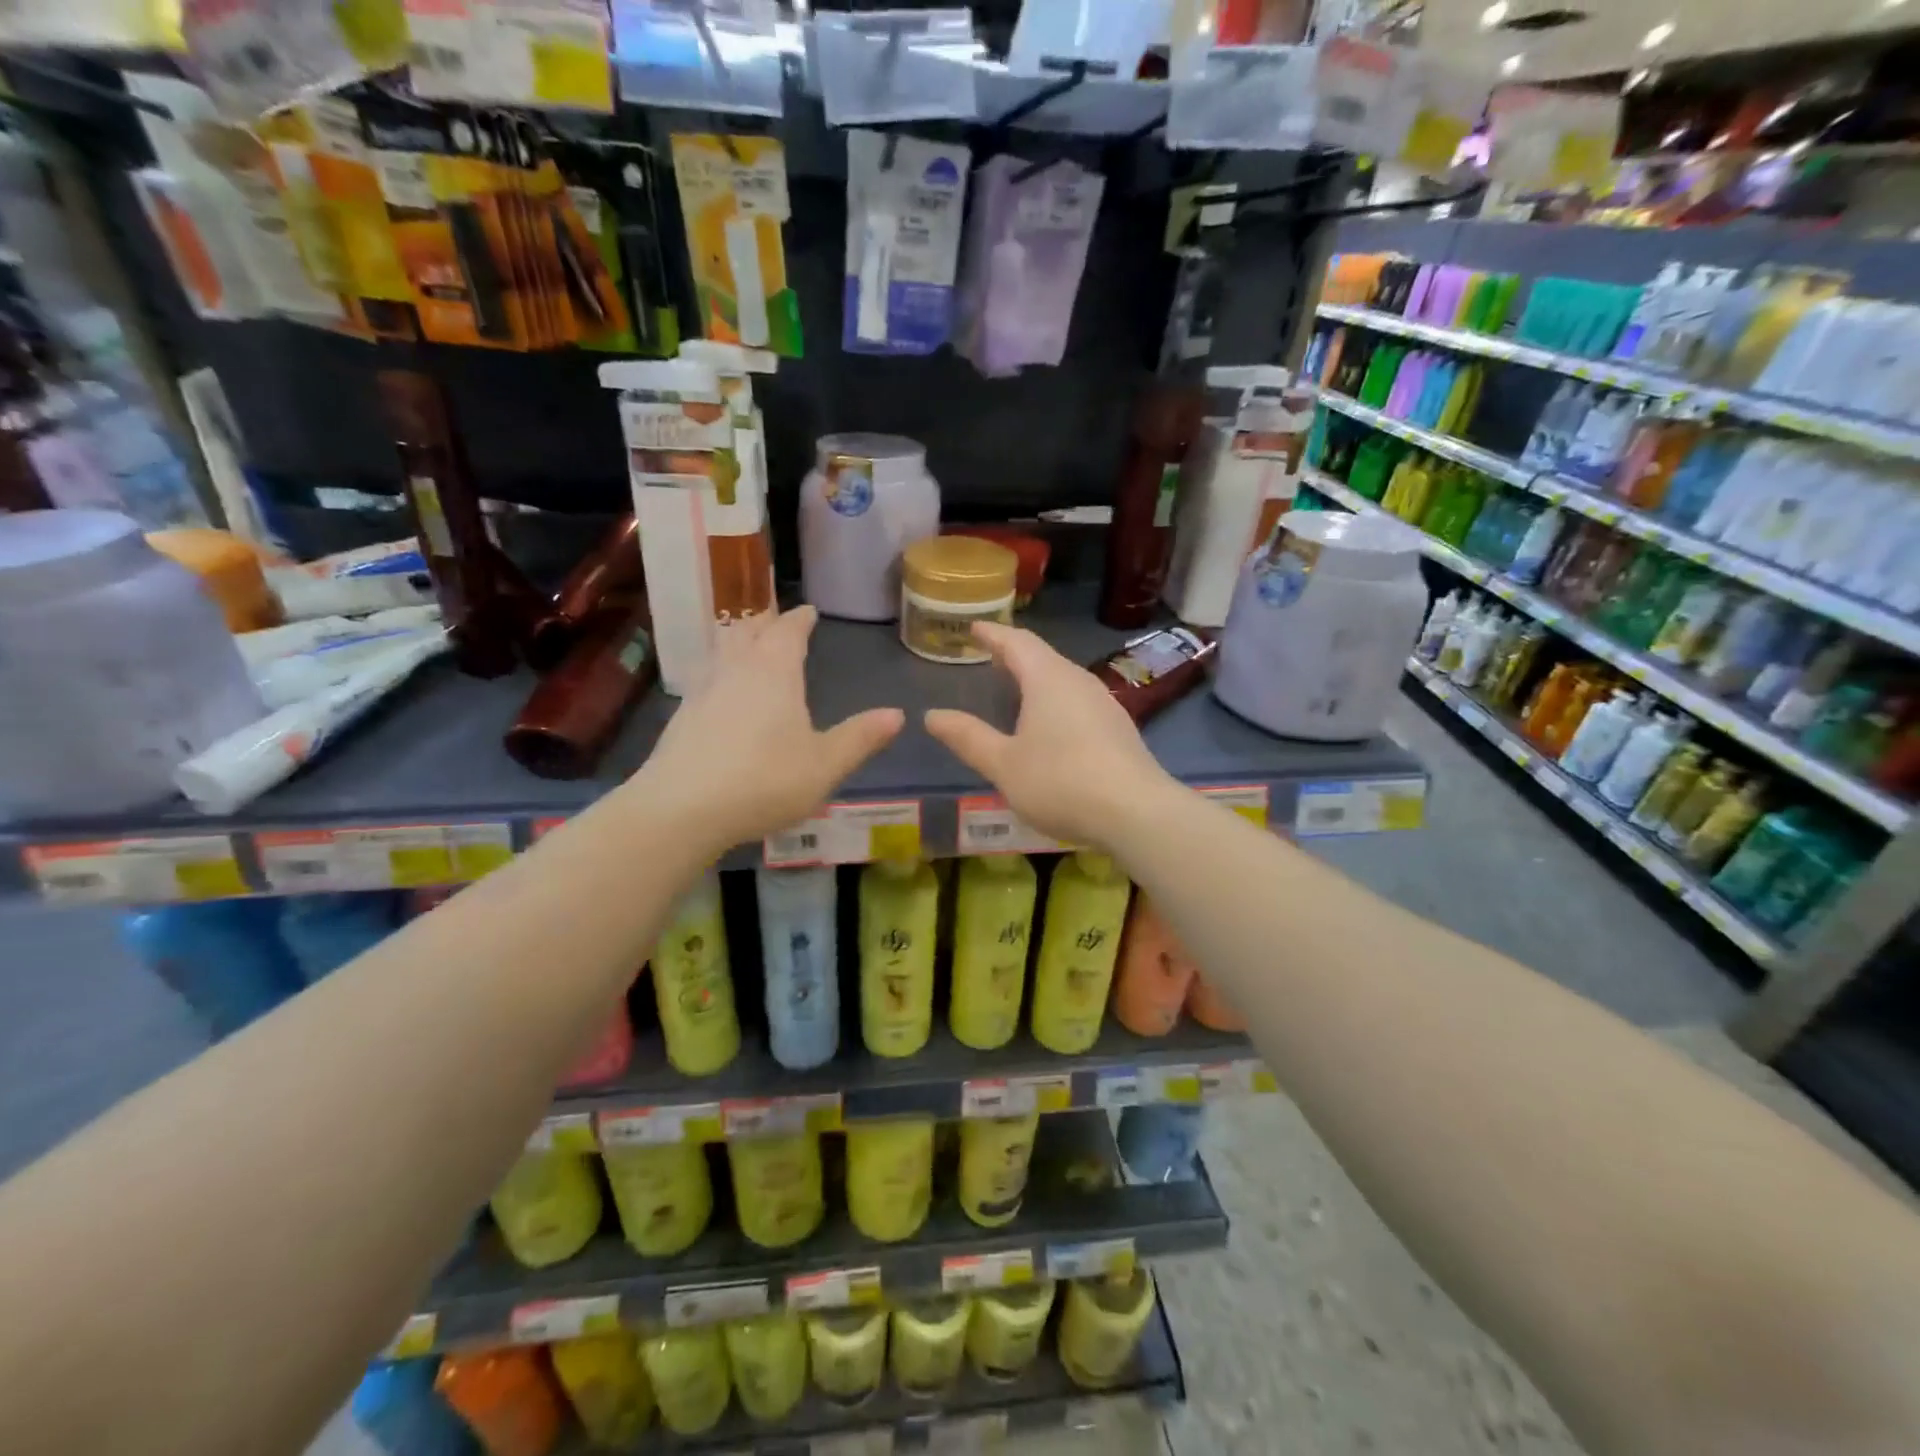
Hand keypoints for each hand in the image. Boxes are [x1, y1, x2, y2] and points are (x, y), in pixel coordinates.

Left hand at [638, 606, 903, 850]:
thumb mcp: (825, 764)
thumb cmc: (764, 781)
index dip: (800, 619)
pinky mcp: (682, 715)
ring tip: (750, 644)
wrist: (681, 809)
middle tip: (778, 620)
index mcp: (774, 670)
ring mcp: (703, 689)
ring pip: (723, 650)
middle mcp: (736, 668)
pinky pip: (707, 676)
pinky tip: (723, 692)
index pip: (788, 630)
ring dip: (739, 641)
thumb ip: (860, 738)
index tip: (809, 611)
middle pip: (749, 630)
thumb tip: (898, 714)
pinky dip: (721, 670)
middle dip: (766, 621)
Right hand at [924, 622, 1176, 847]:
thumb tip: (932, 715)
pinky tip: (1051, 724)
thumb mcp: (1004, 764)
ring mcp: (1104, 704)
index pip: (1016, 643)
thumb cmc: (1061, 782)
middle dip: (1014, 654)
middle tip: (990, 656)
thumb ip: (968, 738)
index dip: (993, 634)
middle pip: (1043, 657)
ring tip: (1016, 687)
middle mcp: (1078, 682)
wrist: (1137, 812)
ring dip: (1037, 678)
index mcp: (1048, 679)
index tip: (974, 628)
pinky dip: (1056, 701)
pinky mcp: (1118, 729)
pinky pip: (1078, 702)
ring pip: (1064, 679)